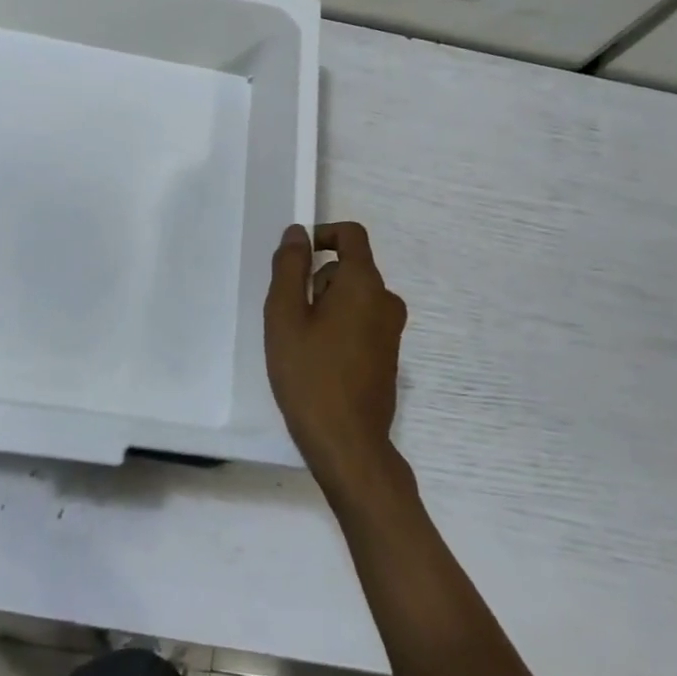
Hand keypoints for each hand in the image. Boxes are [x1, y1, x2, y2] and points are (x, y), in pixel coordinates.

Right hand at [264, 221, 408, 501]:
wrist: (347, 443)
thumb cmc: (309, 374)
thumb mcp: (285, 315)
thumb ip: (289, 267)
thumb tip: (297, 233)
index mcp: (364, 284)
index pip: (351, 235)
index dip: (322, 235)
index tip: (295, 260)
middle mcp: (386, 300)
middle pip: (348, 269)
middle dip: (316, 281)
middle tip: (290, 318)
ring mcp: (391, 330)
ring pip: (353, 298)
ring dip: (325, 308)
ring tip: (301, 344)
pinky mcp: (389, 355)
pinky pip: (361, 322)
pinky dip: (339, 328)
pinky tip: (319, 362)